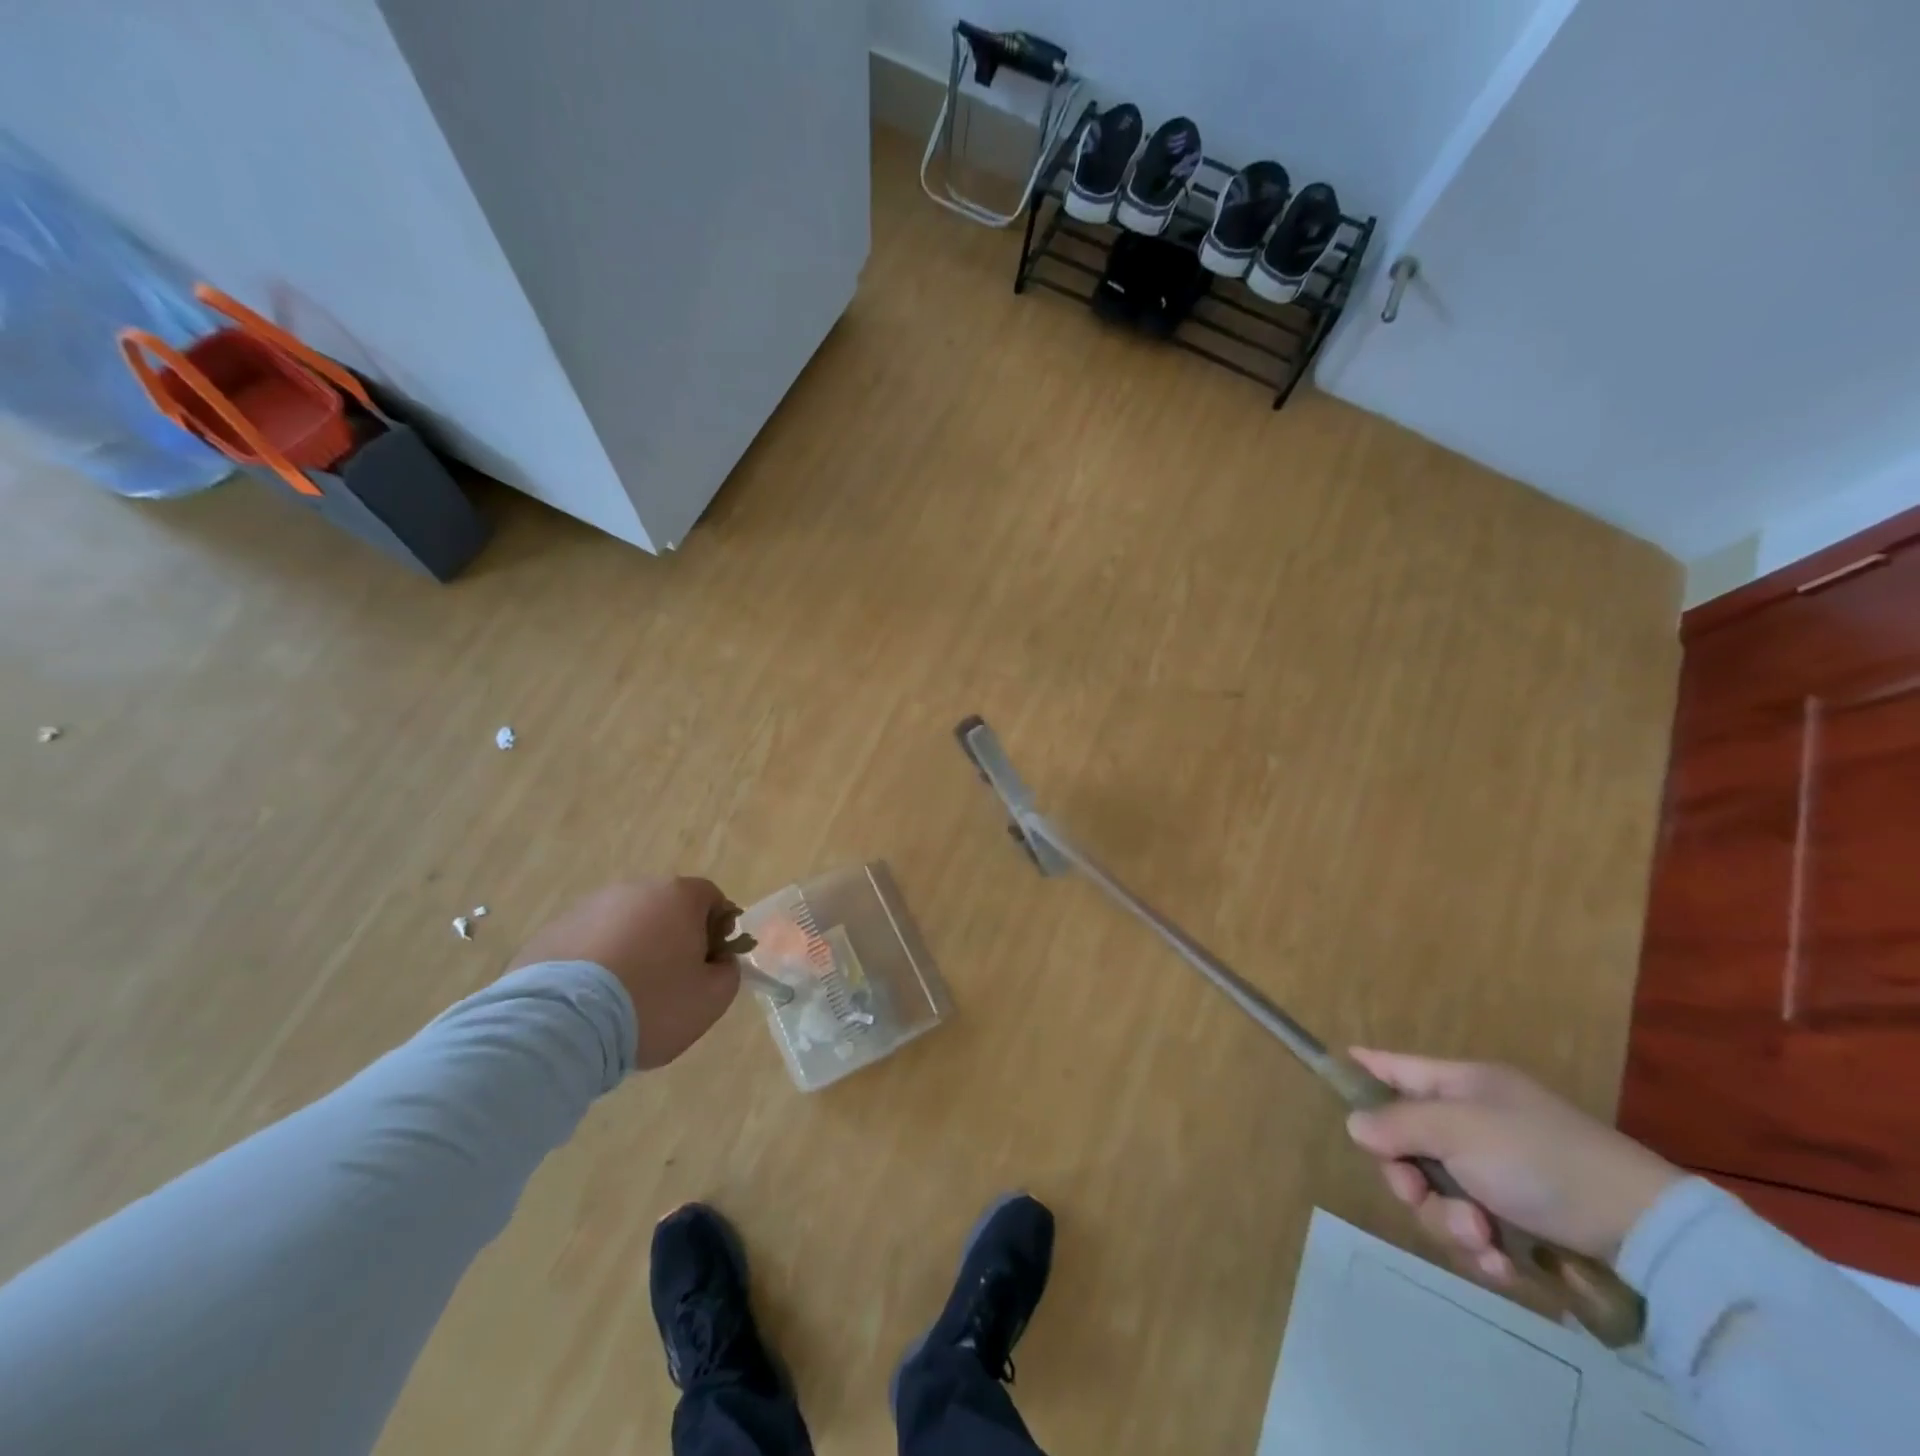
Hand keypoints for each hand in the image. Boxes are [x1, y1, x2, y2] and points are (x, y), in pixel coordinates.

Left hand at [509, 878, 740, 1068]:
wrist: (560, 1024)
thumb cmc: (651, 1004)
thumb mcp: (711, 999)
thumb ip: (728, 972)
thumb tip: (718, 961)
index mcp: (678, 896)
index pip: (712, 899)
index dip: (717, 931)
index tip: (708, 965)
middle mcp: (634, 889)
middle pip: (666, 908)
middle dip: (672, 938)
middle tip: (668, 983)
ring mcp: (588, 907)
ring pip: (625, 924)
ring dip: (632, 948)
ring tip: (622, 996)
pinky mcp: (551, 931)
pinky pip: (588, 943)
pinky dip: (595, 962)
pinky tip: (589, 1000)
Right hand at [1345, 1049, 1680, 1280]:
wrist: (1645, 1232)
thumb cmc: (1540, 1158)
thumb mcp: (1459, 1130)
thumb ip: (1398, 1124)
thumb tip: (1356, 1125)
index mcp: (1459, 1086)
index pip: (1393, 1066)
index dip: (1362, 1068)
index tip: (1332, 1069)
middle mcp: (1471, 1124)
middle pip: (1405, 1144)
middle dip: (1409, 1179)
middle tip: (1420, 1195)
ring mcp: (1494, 1172)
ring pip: (1435, 1195)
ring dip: (1448, 1222)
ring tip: (1484, 1241)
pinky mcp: (1517, 1219)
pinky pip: (1470, 1230)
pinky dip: (1480, 1250)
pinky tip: (1502, 1265)